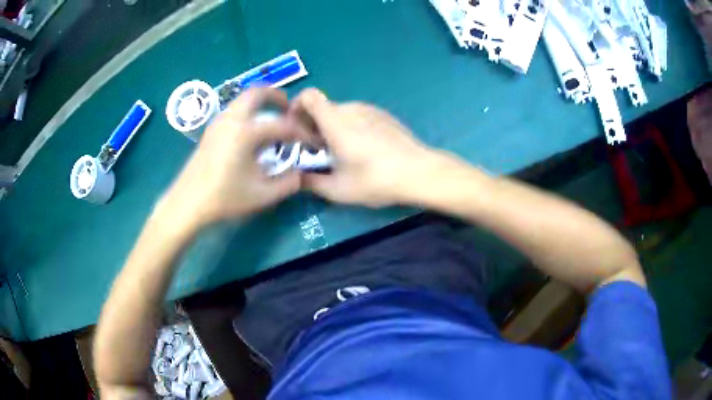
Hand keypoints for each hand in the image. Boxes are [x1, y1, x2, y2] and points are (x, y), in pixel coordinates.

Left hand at [157, 88, 308, 228]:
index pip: (282, 125)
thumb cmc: (224, 198)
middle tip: (289, 109)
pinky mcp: (210, 131)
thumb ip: (288, 183)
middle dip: (276, 96)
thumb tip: (300, 173)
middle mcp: (232, 119)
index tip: (311, 141)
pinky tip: (251, 134)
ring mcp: (218, 123)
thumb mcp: (262, 195)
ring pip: (242, 100)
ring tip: (271, 121)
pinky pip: (233, 111)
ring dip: (260, 103)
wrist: (187, 204)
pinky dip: (247, 112)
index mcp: (246, 132)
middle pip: (256, 93)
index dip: (300, 132)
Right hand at [289, 88, 446, 207]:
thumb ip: (311, 182)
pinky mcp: (383, 115)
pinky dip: (350, 127)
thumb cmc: (376, 179)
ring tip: (342, 153)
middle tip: (318, 152)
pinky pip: (358, 116)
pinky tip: (363, 150)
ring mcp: (370, 109)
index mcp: (335, 121)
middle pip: (323, 107)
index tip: (297, 129)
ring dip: (332, 128)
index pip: (308, 95)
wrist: (419, 172)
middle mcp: (351, 108)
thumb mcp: (338, 189)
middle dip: (313, 126)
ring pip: (340, 113)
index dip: (296, 107)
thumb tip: (297, 178)